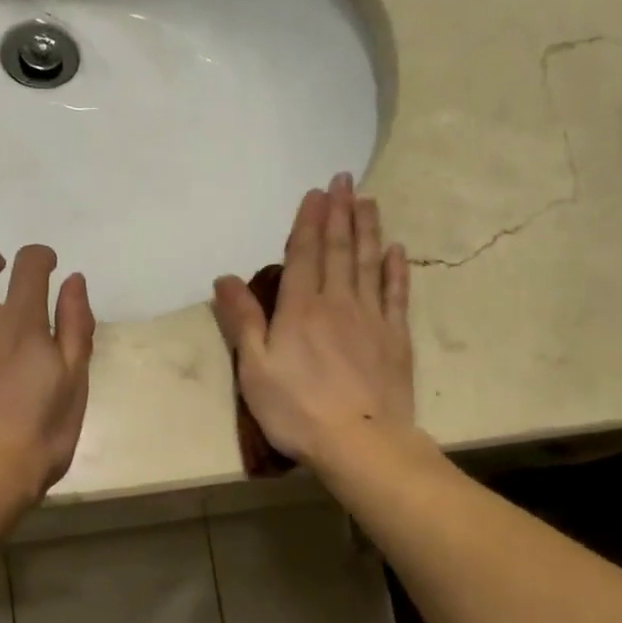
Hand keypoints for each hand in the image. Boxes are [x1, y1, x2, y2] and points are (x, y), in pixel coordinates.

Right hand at [212, 173, 413, 466]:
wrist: (361, 442)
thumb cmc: (297, 410)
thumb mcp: (254, 369)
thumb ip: (242, 321)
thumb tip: (225, 278)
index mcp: (300, 309)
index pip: (303, 254)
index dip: (308, 221)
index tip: (317, 192)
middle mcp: (337, 302)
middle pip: (339, 249)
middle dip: (340, 212)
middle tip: (345, 180)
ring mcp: (371, 318)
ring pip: (369, 263)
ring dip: (368, 229)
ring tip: (368, 201)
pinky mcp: (395, 338)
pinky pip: (396, 294)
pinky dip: (396, 269)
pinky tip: (396, 250)